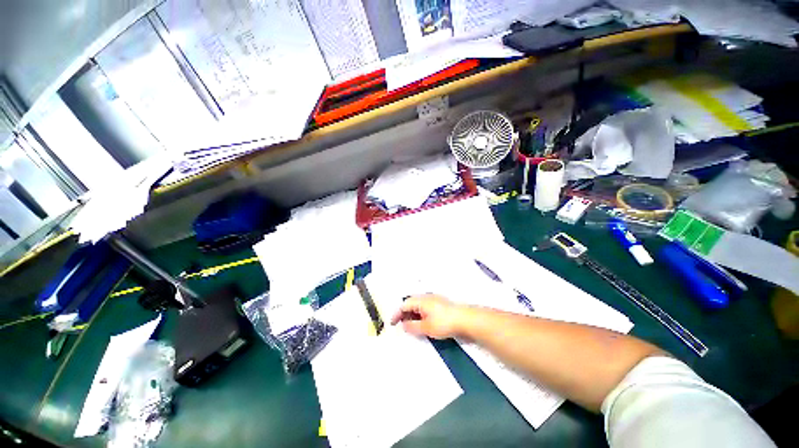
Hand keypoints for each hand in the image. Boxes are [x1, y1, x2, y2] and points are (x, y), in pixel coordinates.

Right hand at [390, 294, 467, 338]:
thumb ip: (412, 326)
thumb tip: (403, 325)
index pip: (404, 305)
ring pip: (418, 305)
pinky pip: (425, 307)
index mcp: (421, 300)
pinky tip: (423, 322)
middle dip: (404, 314)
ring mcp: (434, 299)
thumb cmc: (444, 322)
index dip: (397, 314)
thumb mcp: (426, 327)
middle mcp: (426, 297)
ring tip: (411, 325)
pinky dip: (420, 314)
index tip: (392, 324)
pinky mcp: (440, 304)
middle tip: (401, 325)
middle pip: (411, 303)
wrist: (465, 319)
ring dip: (412, 314)